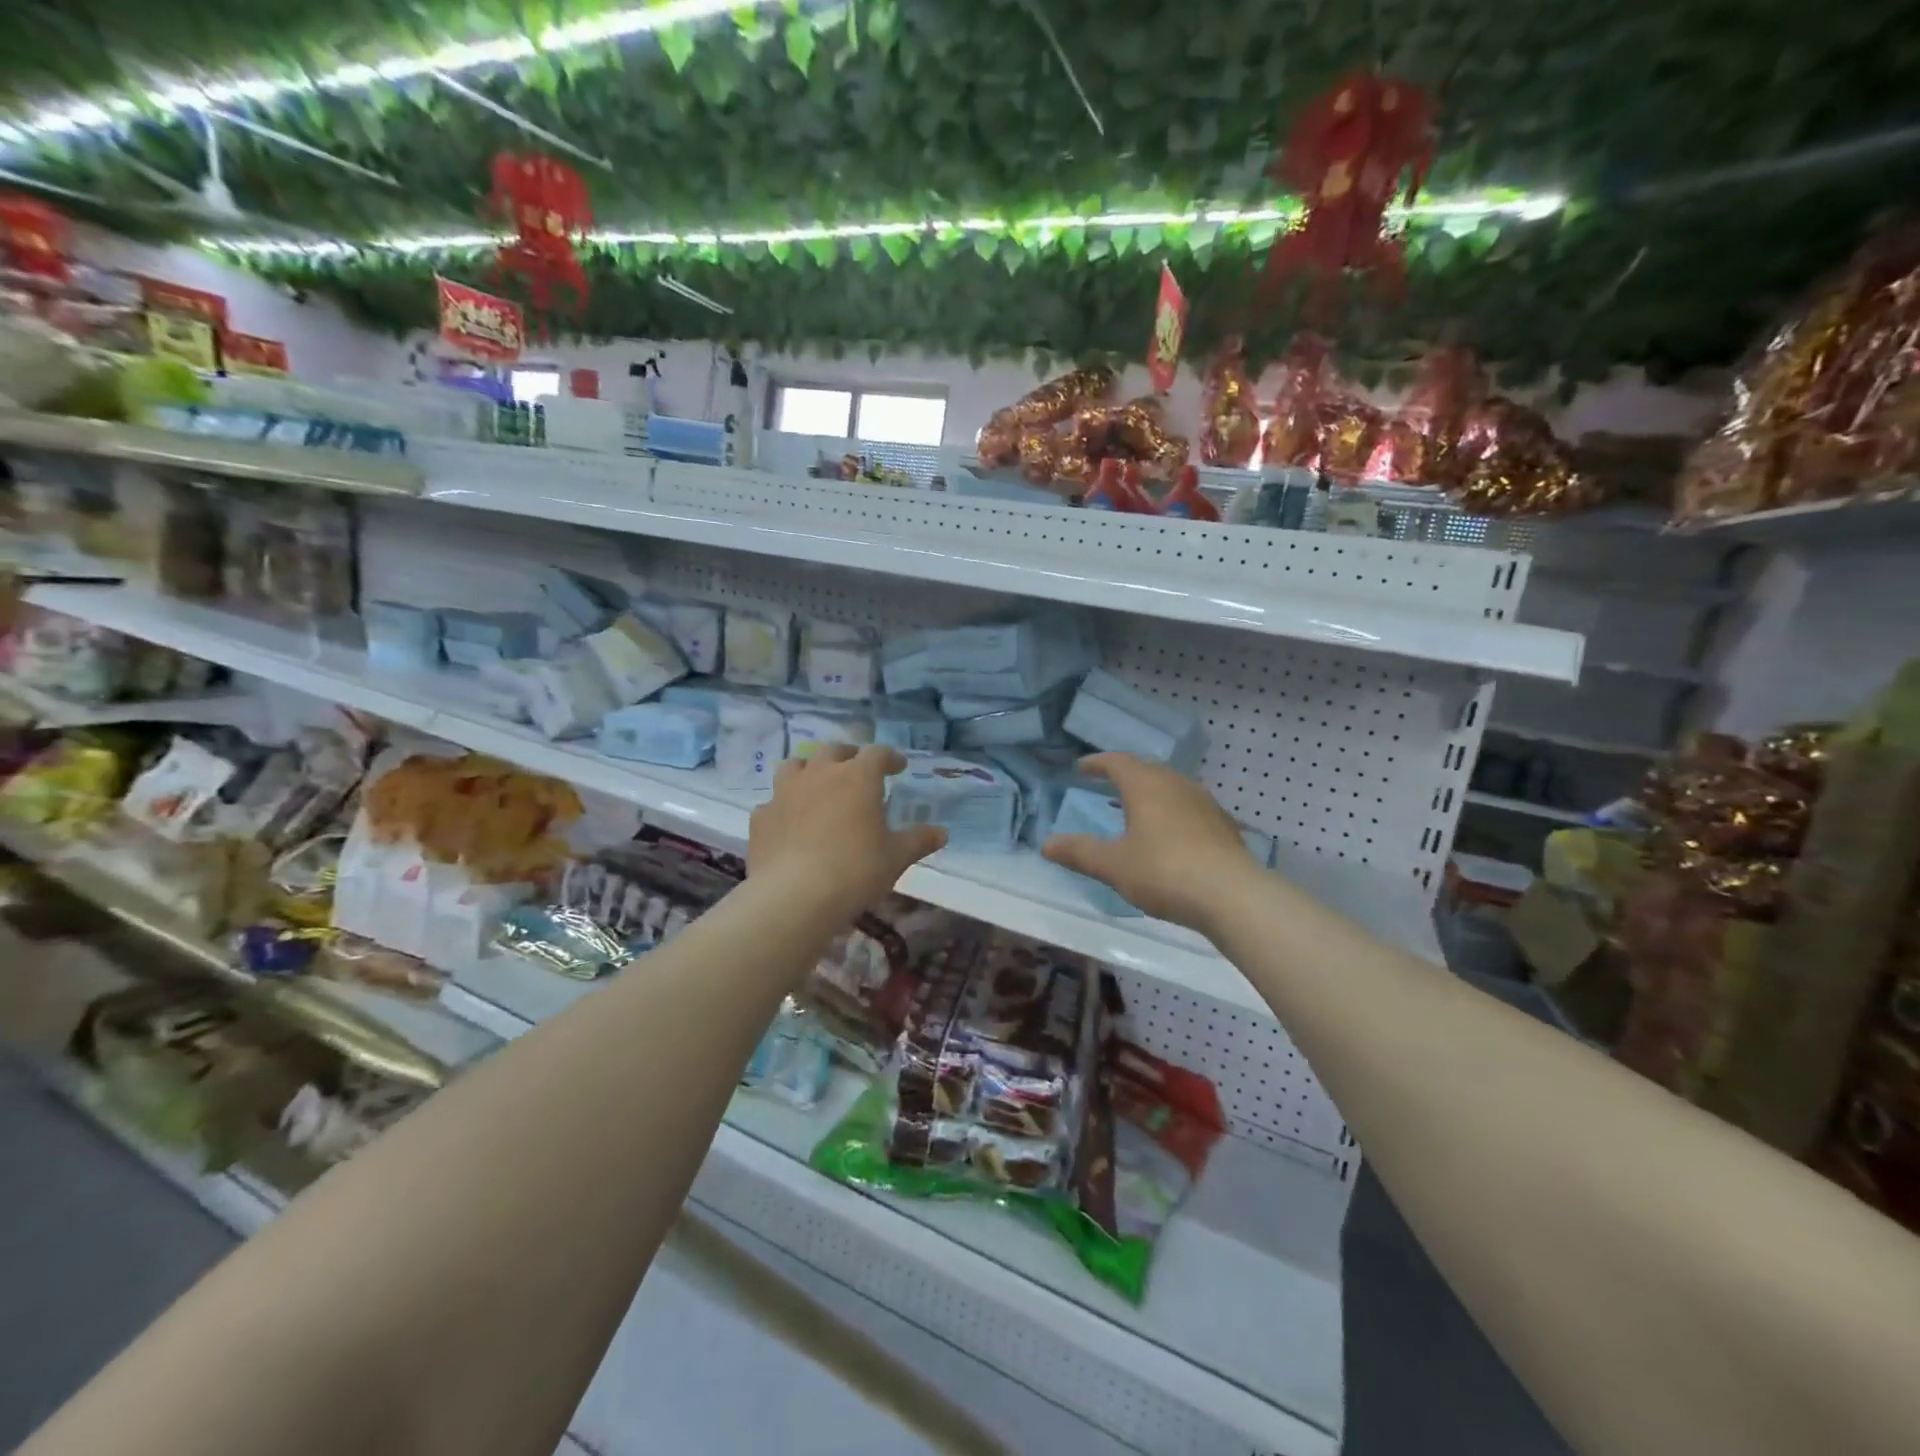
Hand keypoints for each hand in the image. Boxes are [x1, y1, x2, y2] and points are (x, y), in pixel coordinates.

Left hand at [747, 744, 946, 919]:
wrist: (794, 897)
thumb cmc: (855, 871)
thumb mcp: (895, 858)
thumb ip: (918, 841)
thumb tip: (942, 833)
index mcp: (857, 778)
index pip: (877, 753)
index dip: (889, 757)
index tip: (898, 767)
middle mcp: (820, 774)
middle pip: (834, 751)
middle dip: (849, 757)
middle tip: (858, 770)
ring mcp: (785, 792)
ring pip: (796, 766)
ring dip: (809, 770)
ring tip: (817, 785)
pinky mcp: (761, 816)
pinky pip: (774, 801)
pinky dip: (785, 806)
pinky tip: (790, 822)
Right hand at [1042, 753, 1261, 934]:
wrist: (1232, 895)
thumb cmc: (1164, 871)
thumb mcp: (1114, 865)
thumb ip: (1080, 852)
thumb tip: (1046, 844)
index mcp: (1146, 785)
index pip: (1117, 762)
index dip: (1097, 763)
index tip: (1081, 768)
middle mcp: (1177, 784)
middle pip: (1147, 770)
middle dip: (1126, 775)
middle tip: (1108, 785)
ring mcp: (1205, 803)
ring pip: (1172, 788)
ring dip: (1152, 793)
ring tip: (1138, 809)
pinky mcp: (1223, 825)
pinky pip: (1190, 808)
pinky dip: (1173, 813)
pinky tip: (1172, 835)